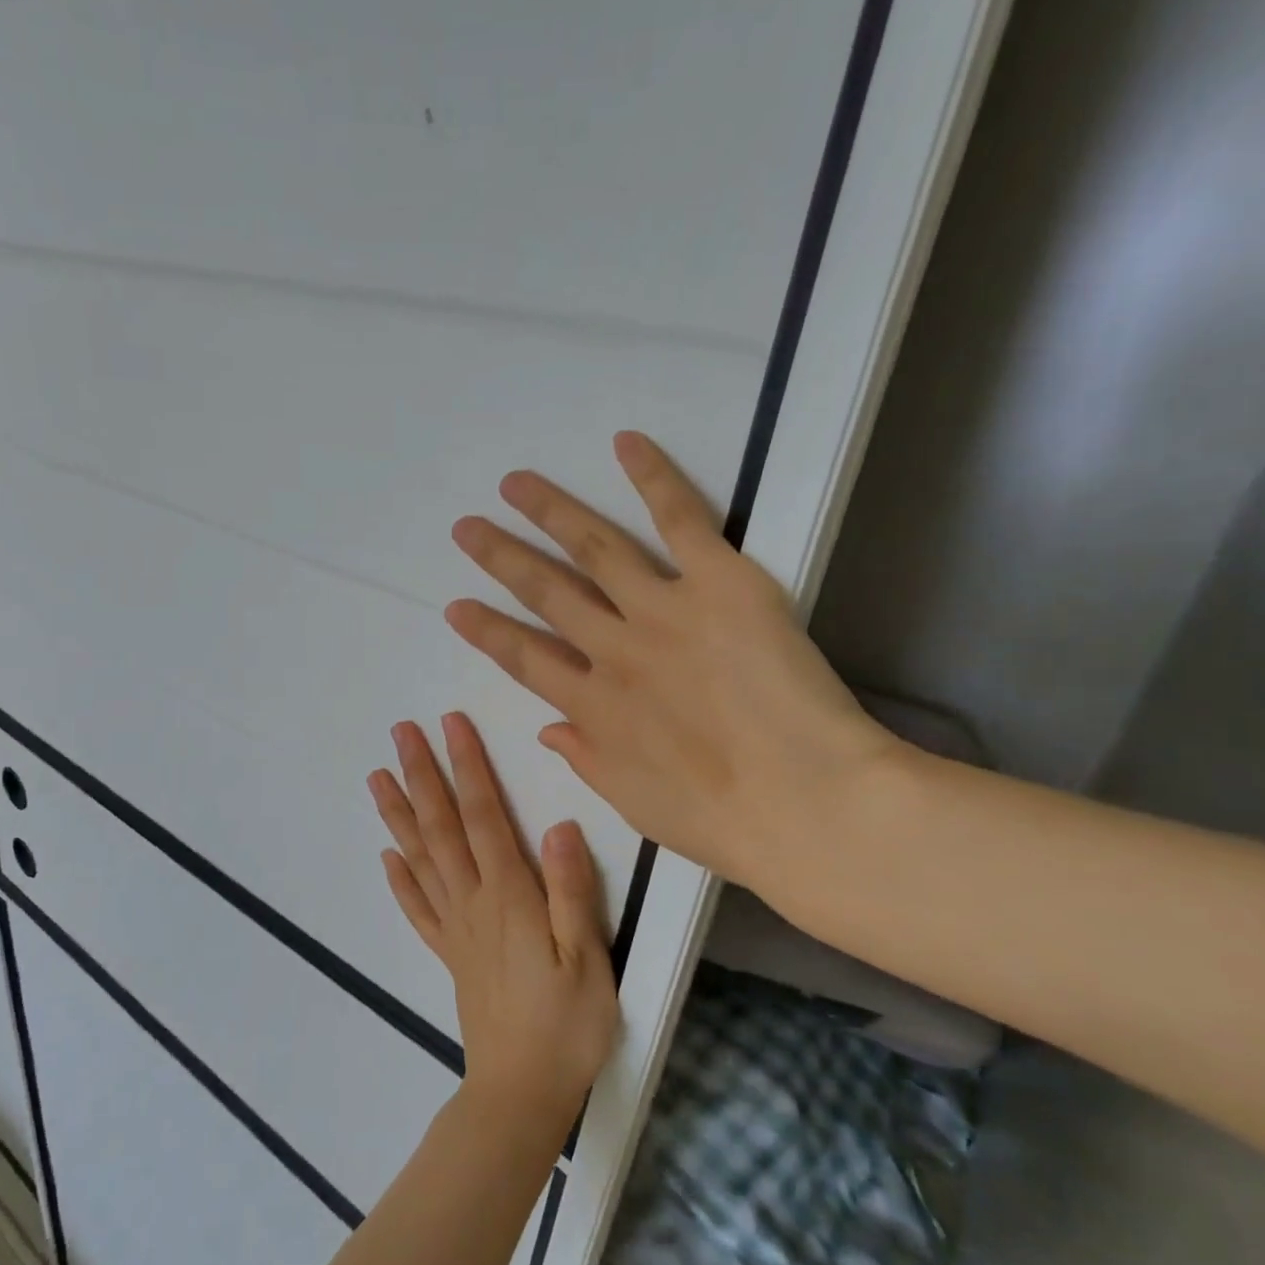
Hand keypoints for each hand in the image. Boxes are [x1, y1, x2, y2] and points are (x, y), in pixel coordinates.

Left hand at [369, 713, 618, 1132]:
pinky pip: (418, 909)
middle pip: (441, 827)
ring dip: (398, 814)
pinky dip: (399, 879)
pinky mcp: (449, 954)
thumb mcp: (588, 958)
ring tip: (377, 777)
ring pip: (420, 859)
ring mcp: (455, 928)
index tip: (450, 725)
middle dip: (421, 775)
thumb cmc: (566, 1026)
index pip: (484, 816)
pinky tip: (386, 856)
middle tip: (400, 733)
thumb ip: (571, 890)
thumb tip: (559, 825)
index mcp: (508, 895)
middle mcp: (472, 901)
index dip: (468, 767)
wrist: (522, 1095)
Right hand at [444, 431, 899, 902]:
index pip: (524, 659)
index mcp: (593, 708)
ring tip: (515, 484)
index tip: (456, 606)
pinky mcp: (720, 584)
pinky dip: (652, 477)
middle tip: (467, 528)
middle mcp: (614, 650)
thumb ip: (586, 760)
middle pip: (546, 593)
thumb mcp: (634, 804)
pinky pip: (680, 520)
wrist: (808, 803)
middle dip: (501, 559)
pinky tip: (624, 442)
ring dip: (550, 512)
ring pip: (594, 548)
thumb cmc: (723, 821)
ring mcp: (663, 611)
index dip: (487, 631)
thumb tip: (548, 728)